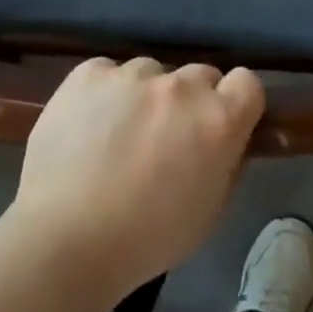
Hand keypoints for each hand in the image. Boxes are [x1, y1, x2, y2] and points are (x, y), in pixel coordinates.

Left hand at [10, 57, 264, 300]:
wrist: (65, 239)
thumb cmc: (146, 239)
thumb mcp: (209, 212)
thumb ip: (228, 164)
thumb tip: (229, 141)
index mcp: (218, 120)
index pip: (247, 82)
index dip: (237, 102)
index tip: (222, 124)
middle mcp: (180, 86)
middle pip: (200, 75)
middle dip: (191, 101)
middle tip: (167, 136)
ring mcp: (132, 74)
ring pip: (151, 73)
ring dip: (146, 96)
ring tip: (118, 134)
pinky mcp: (89, 72)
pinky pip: (108, 72)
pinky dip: (104, 92)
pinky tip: (87, 126)